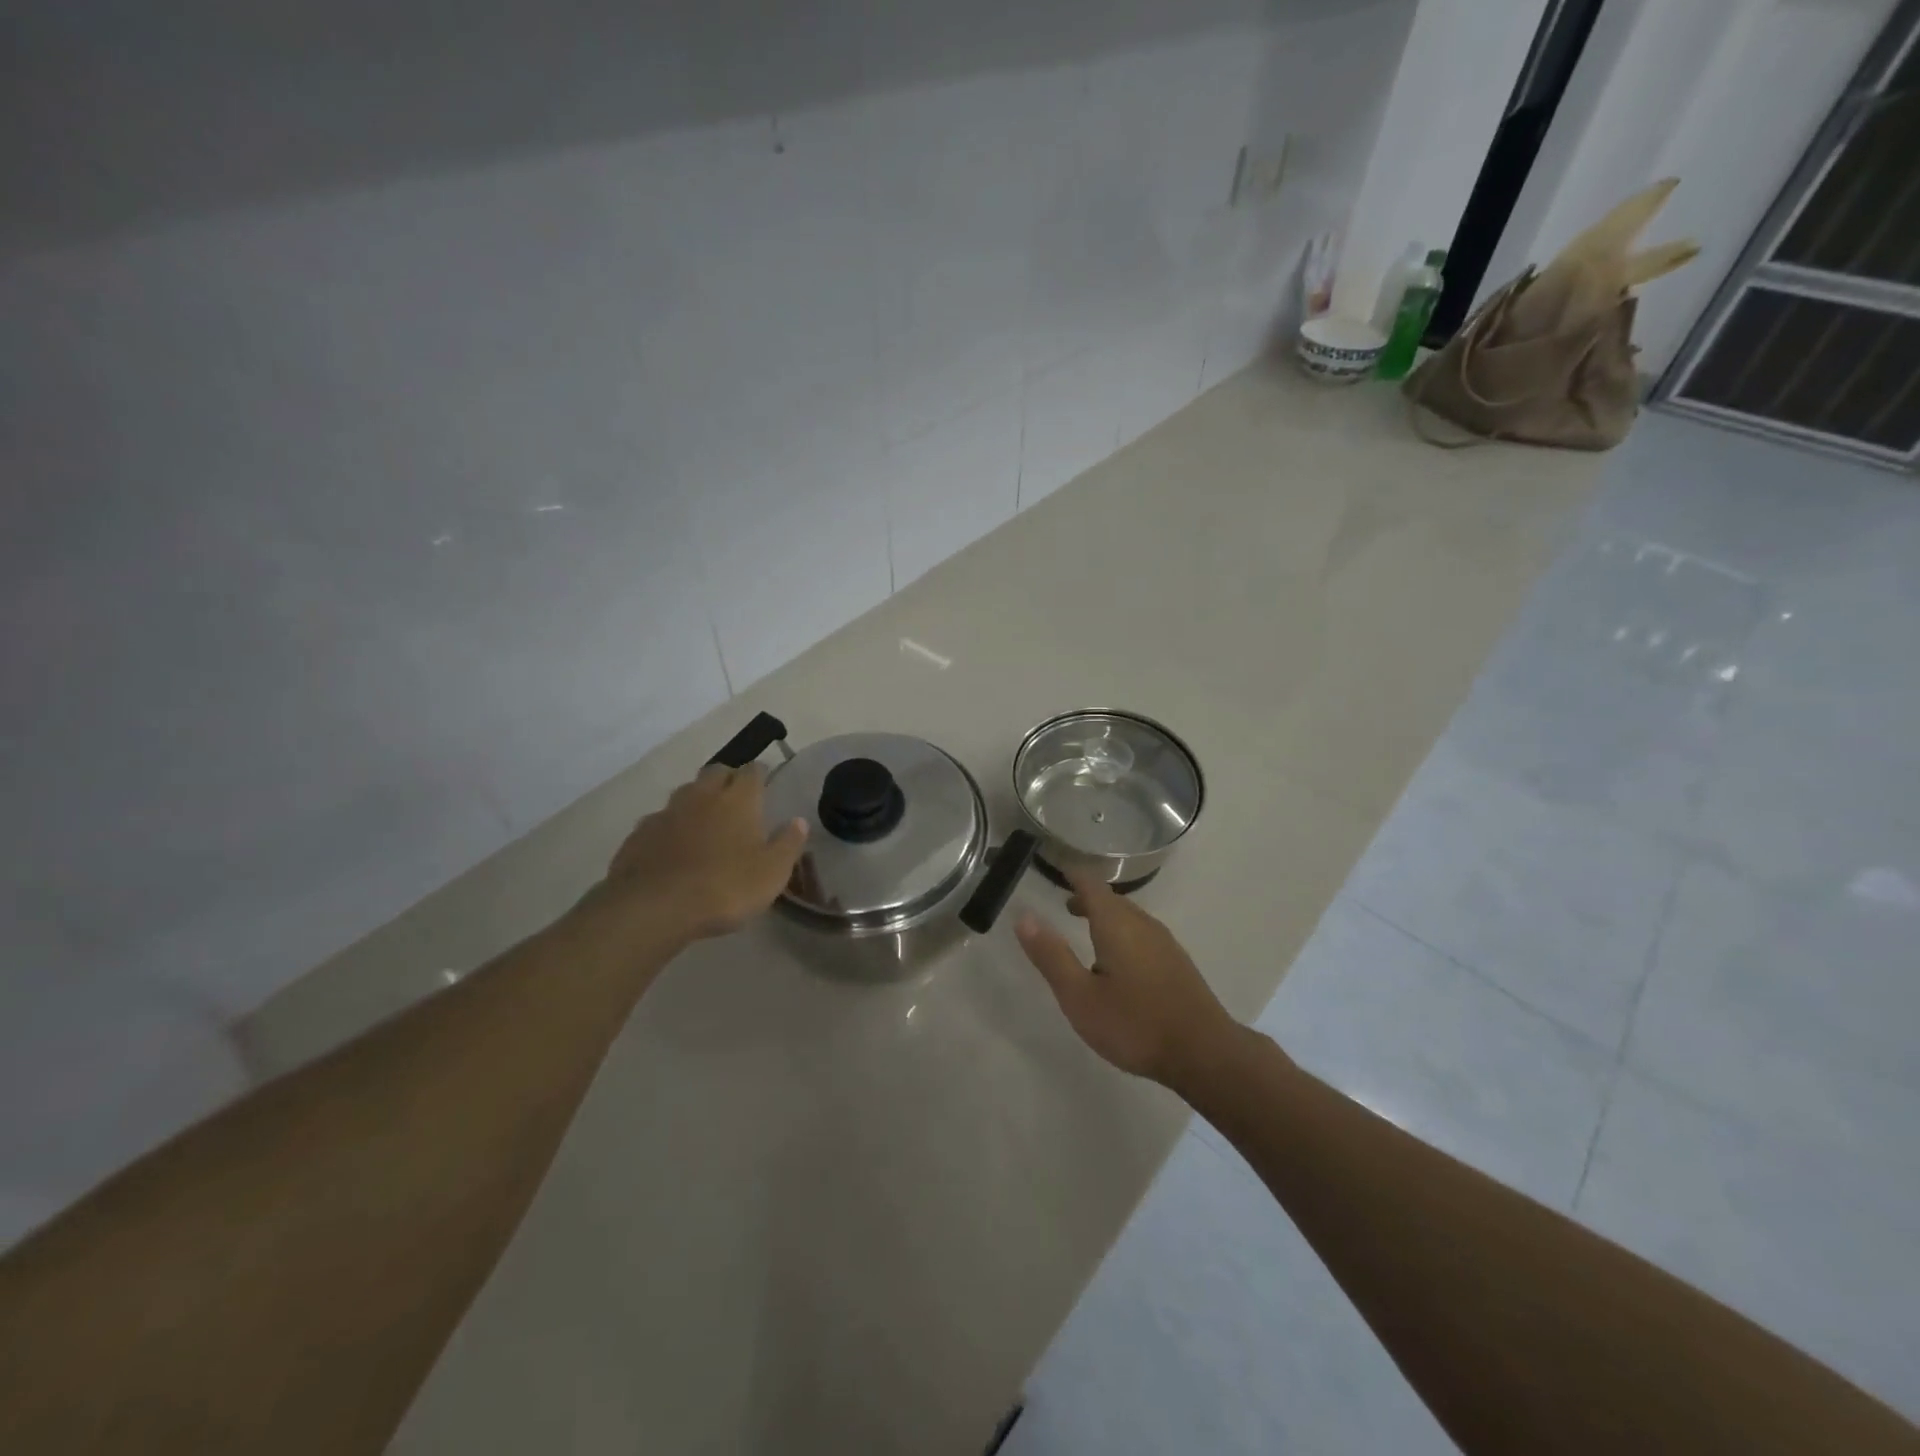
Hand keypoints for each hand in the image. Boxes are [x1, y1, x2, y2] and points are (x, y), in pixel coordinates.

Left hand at [591, 763, 807, 944]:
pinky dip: (671, 825)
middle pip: (716, 772)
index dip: (760, 772)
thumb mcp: (772, 872)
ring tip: (706, 819)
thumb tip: (799, 821)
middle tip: (737, 796)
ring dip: (698, 799)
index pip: (752, 771)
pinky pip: (660, 820)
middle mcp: (702, 796)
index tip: (765, 779)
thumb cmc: (725, 887)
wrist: (655, 907)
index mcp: (738, 800)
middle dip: (728, 778)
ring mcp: (667, 813)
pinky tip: (673, 844)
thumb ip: (788, 843)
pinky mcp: (640, 834)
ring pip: (686, 792)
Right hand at [1015, 871, 1240, 1091]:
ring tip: (1087, 932)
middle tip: (1065, 905)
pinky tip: (1118, 964)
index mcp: (1116, 924)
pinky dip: (1122, 934)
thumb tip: (1024, 916)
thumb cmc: (1135, 1024)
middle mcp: (1142, 924)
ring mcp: (1164, 943)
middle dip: (1088, 898)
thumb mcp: (1080, 996)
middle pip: (1112, 900)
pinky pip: (1142, 935)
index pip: (1091, 884)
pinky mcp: (1176, 963)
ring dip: (1106, 918)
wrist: (1204, 1053)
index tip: (1057, 869)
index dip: (1072, 874)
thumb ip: (1052, 955)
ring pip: (1129, 918)